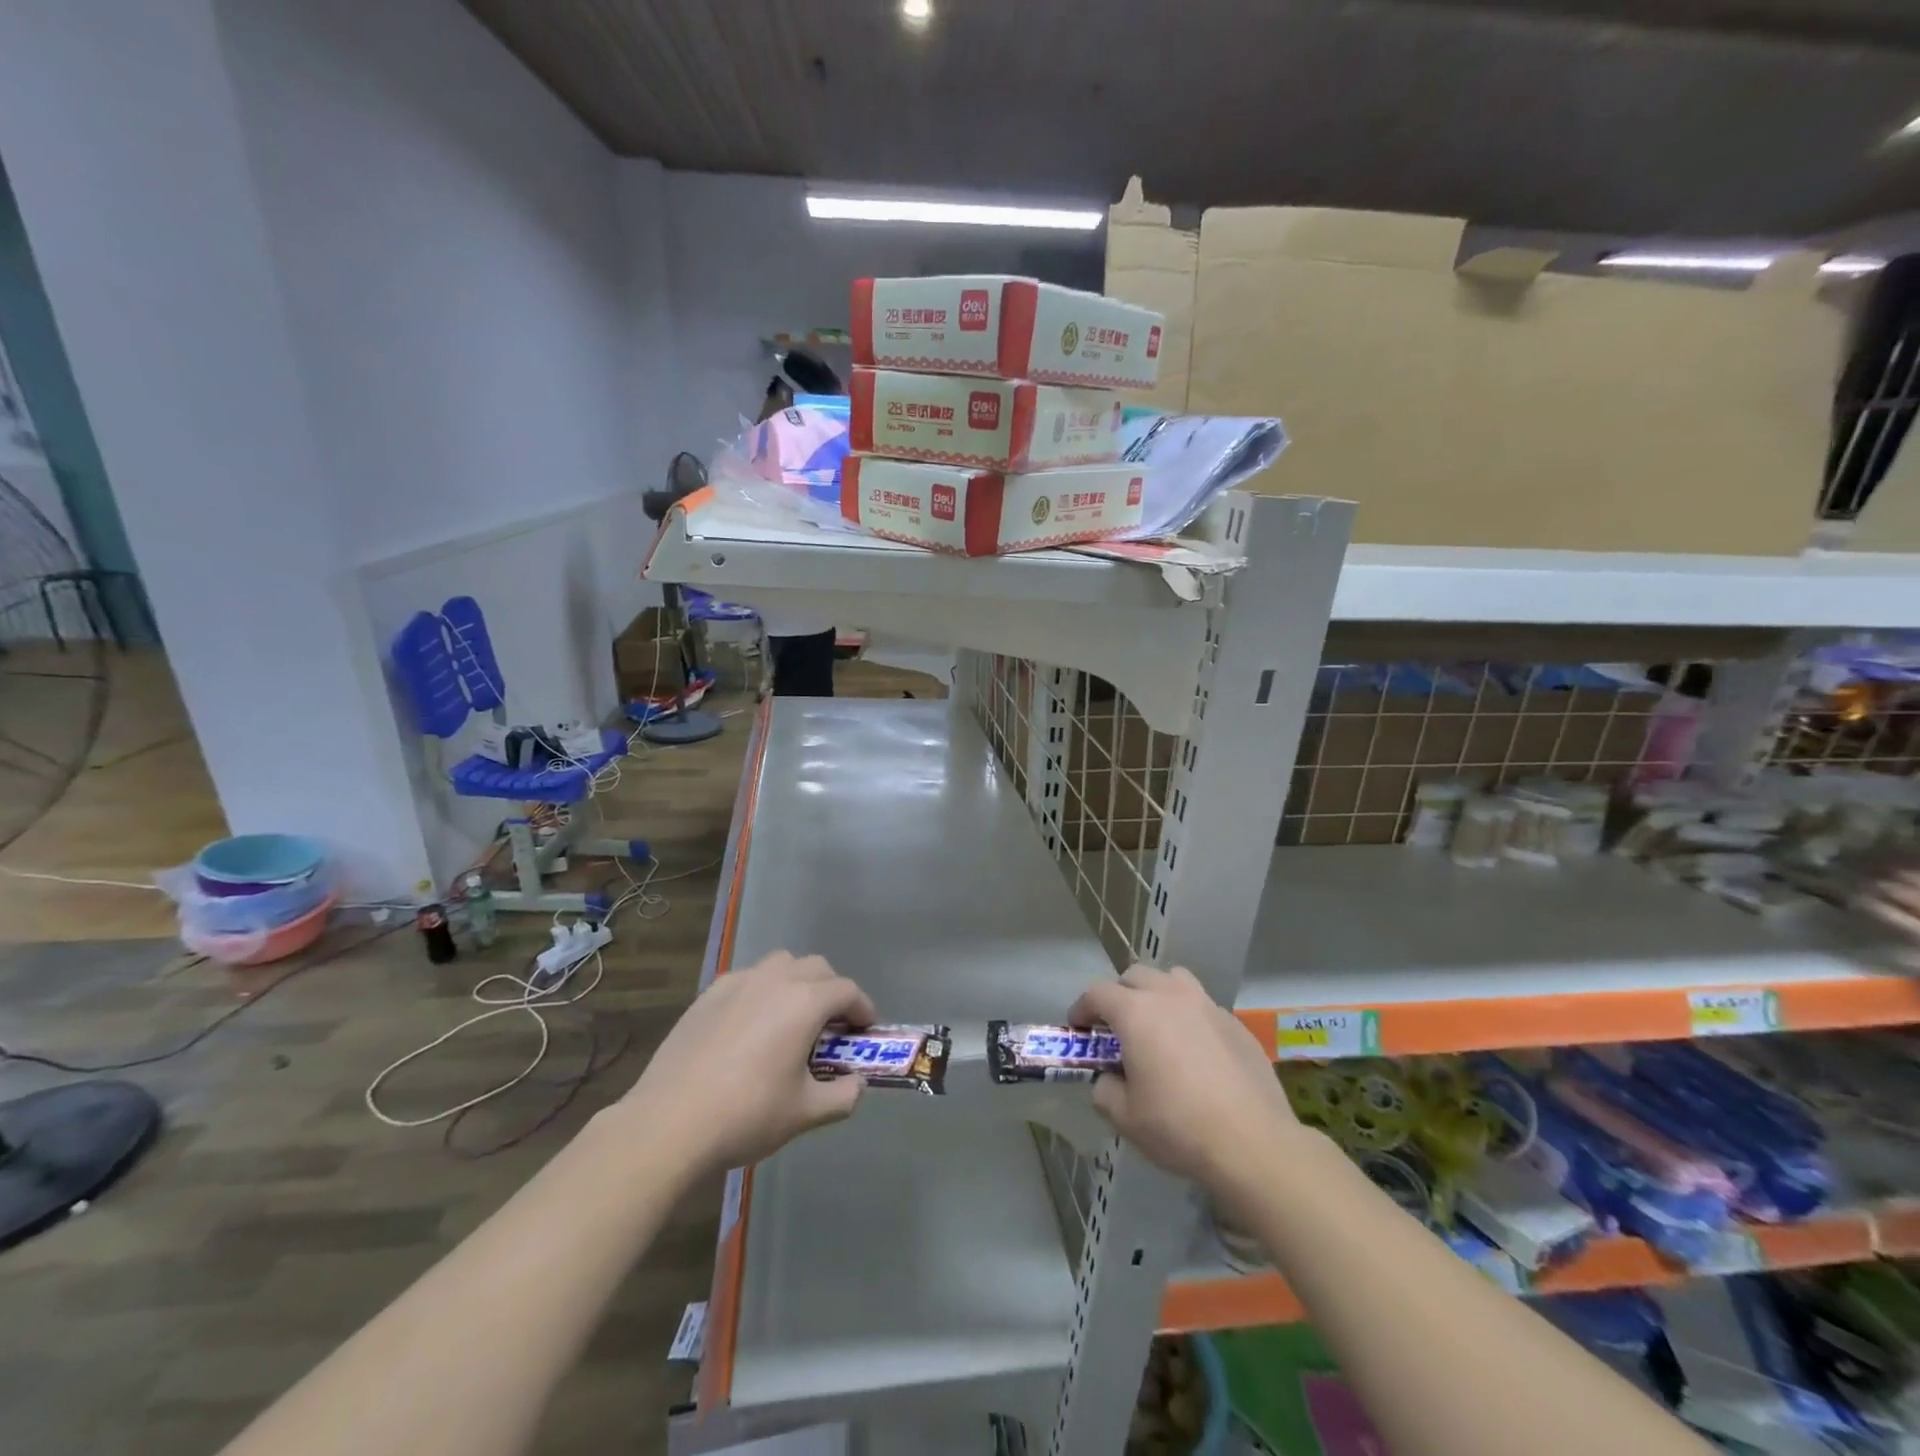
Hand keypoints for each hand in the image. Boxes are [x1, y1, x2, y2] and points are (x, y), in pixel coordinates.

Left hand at [622, 950, 876, 1173]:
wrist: (669, 1122)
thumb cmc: (746, 1114)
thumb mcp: (805, 1113)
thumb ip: (843, 1096)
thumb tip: (857, 1085)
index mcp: (805, 1001)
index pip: (847, 991)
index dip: (863, 1009)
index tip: (865, 1031)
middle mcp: (775, 979)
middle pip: (817, 968)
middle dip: (832, 990)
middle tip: (832, 1026)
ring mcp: (738, 982)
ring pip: (781, 964)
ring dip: (798, 982)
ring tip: (792, 1018)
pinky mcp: (708, 994)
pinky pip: (748, 978)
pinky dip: (762, 991)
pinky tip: (751, 1026)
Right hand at [1069, 965, 1303, 1195]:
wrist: (1253, 1143)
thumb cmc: (1179, 1127)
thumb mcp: (1125, 1117)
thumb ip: (1105, 1090)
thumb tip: (1109, 1079)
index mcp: (1136, 1012)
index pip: (1097, 993)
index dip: (1082, 1008)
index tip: (1078, 1029)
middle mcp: (1170, 996)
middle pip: (1135, 975)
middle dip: (1120, 995)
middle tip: (1117, 1028)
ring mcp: (1207, 1006)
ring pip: (1173, 980)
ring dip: (1158, 994)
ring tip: (1159, 1026)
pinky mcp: (1236, 1024)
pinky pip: (1203, 1006)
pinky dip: (1190, 1018)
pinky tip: (1196, 1052)